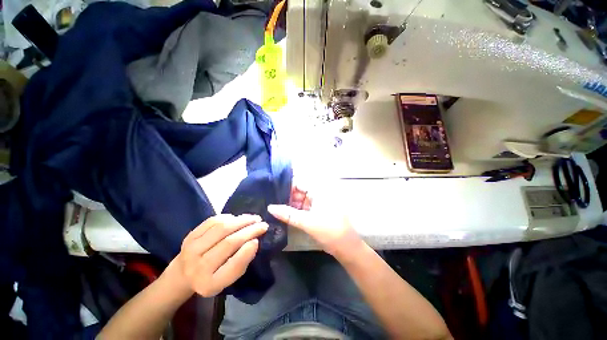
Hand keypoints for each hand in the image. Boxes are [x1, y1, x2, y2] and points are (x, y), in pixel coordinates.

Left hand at [171, 214, 267, 296]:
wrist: (183, 274)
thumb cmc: (211, 277)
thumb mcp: (227, 279)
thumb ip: (241, 263)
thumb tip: (254, 241)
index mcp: (209, 284)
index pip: (232, 266)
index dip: (247, 251)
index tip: (258, 240)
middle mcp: (197, 267)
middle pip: (229, 242)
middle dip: (250, 230)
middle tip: (263, 224)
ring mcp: (191, 249)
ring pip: (222, 228)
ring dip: (242, 220)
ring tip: (253, 218)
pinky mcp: (189, 235)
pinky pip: (213, 221)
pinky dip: (229, 217)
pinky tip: (237, 218)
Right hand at [268, 189, 363, 259]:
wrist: (346, 247)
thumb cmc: (330, 231)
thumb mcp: (307, 222)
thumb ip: (288, 214)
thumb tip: (270, 207)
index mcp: (318, 191)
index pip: (299, 183)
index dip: (285, 185)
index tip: (271, 188)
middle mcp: (317, 195)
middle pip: (298, 192)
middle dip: (285, 195)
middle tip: (268, 198)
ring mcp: (316, 204)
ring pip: (299, 201)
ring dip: (288, 204)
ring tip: (272, 206)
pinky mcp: (315, 212)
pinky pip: (301, 208)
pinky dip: (293, 211)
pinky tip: (282, 213)